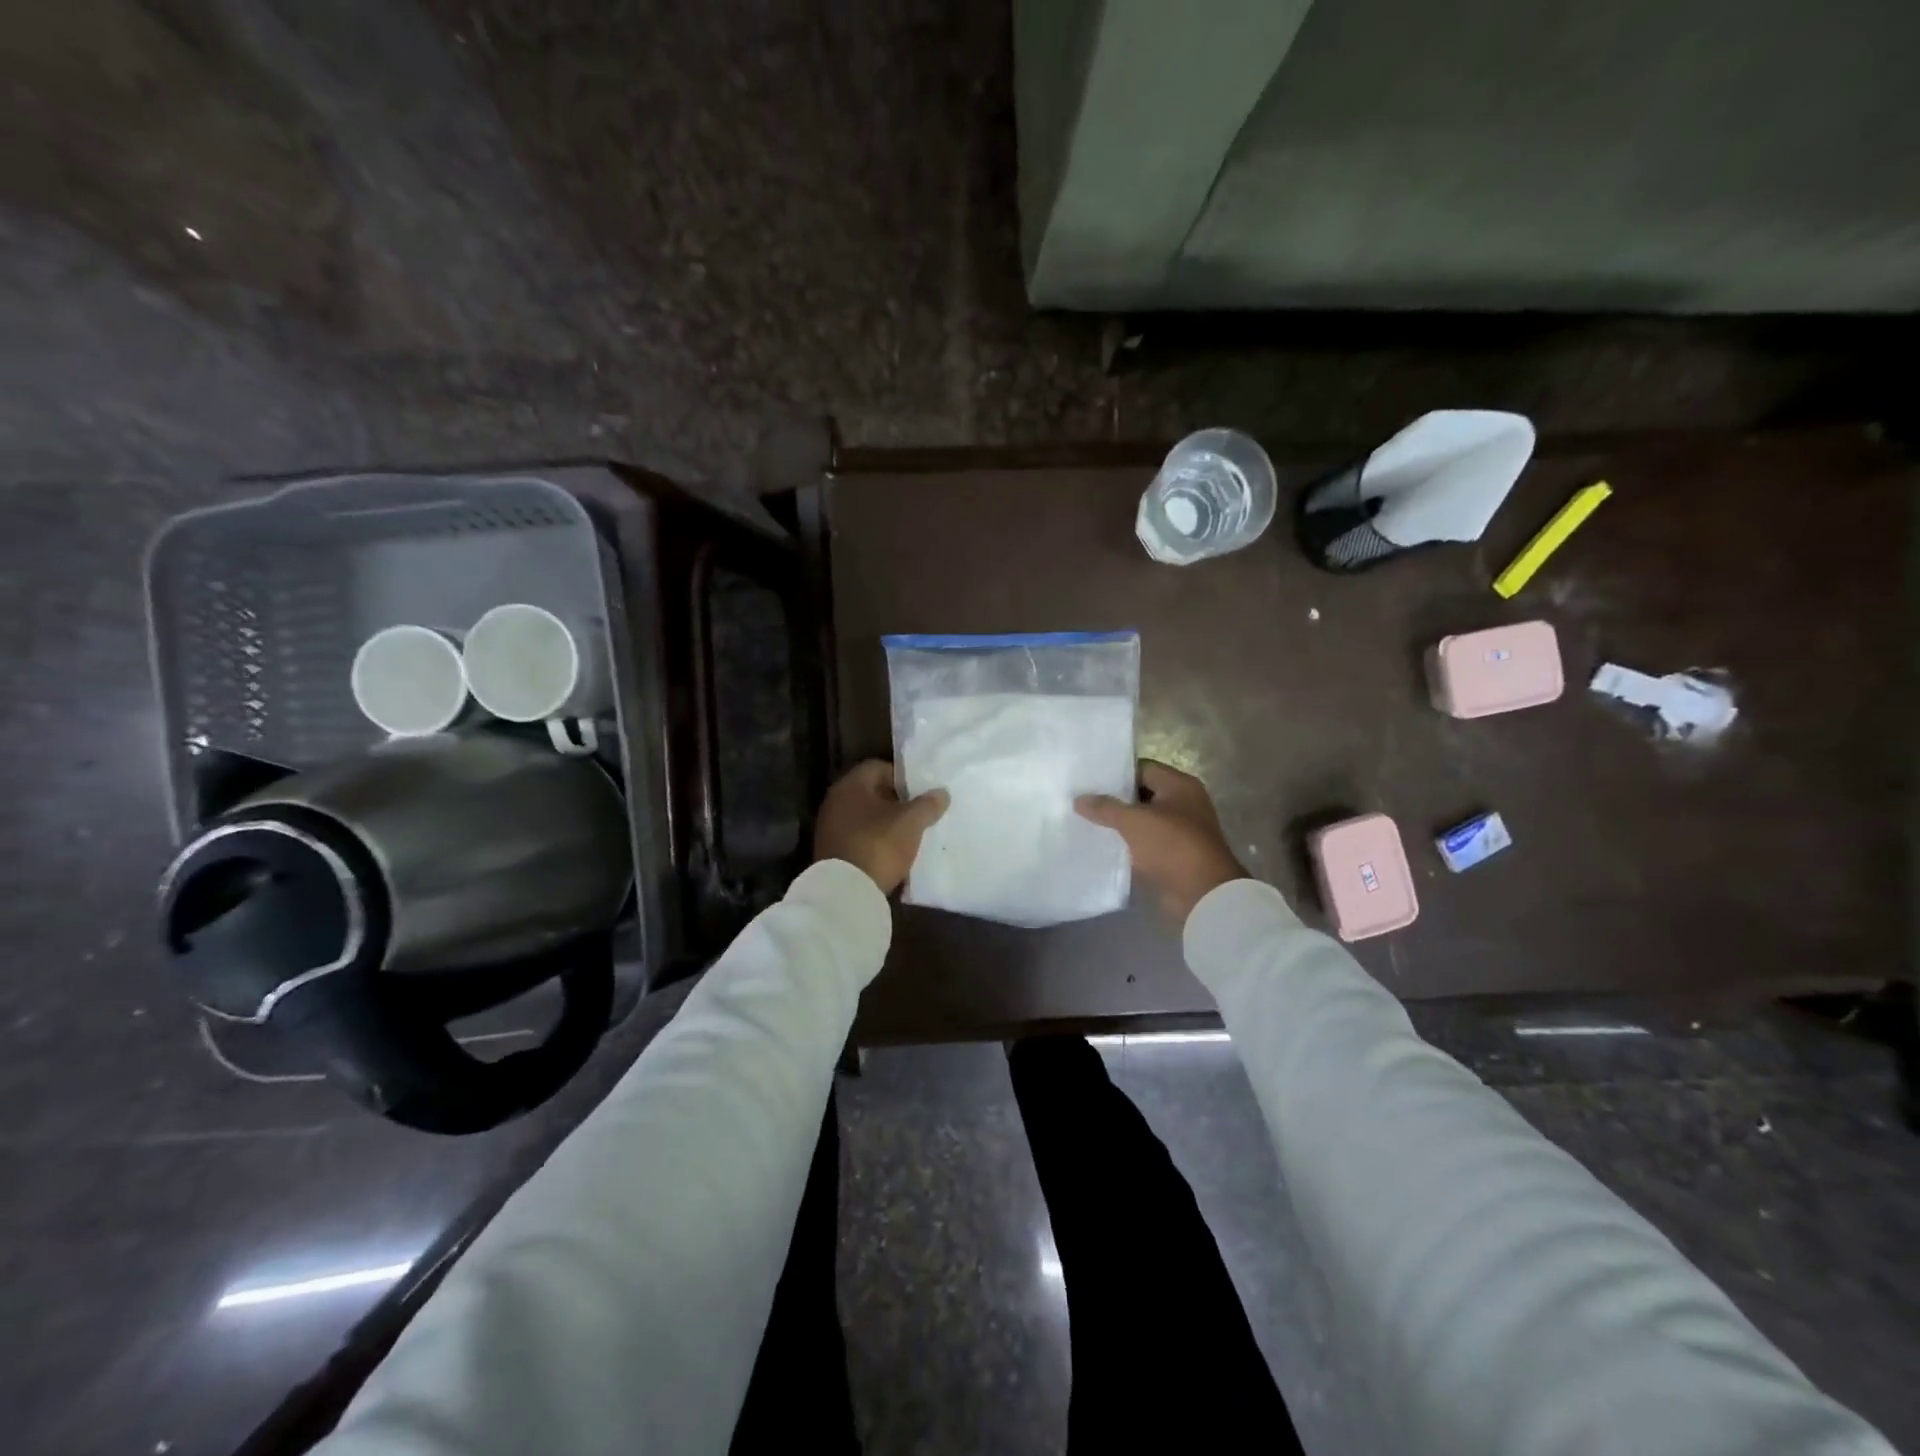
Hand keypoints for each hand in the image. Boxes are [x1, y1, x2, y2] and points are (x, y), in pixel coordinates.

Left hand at [814, 759, 949, 894]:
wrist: (846, 891)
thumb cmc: (879, 844)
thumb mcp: (911, 822)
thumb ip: (928, 804)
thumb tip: (941, 793)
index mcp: (850, 785)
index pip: (878, 767)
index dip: (901, 777)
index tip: (920, 792)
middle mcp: (835, 801)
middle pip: (870, 792)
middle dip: (895, 801)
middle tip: (918, 812)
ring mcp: (829, 828)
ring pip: (864, 817)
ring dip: (885, 823)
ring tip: (908, 835)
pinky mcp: (831, 852)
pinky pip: (858, 837)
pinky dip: (874, 841)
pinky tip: (891, 853)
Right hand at [1075, 760, 1245, 923]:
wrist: (1202, 895)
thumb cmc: (1172, 846)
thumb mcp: (1134, 821)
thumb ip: (1105, 807)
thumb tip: (1078, 799)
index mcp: (1180, 786)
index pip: (1143, 768)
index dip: (1116, 772)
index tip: (1088, 778)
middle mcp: (1182, 803)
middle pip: (1141, 794)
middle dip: (1114, 798)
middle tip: (1081, 798)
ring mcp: (1178, 830)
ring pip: (1141, 819)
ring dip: (1118, 822)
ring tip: (1084, 820)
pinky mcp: (1172, 854)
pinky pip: (1144, 842)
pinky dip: (1126, 842)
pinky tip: (1101, 843)